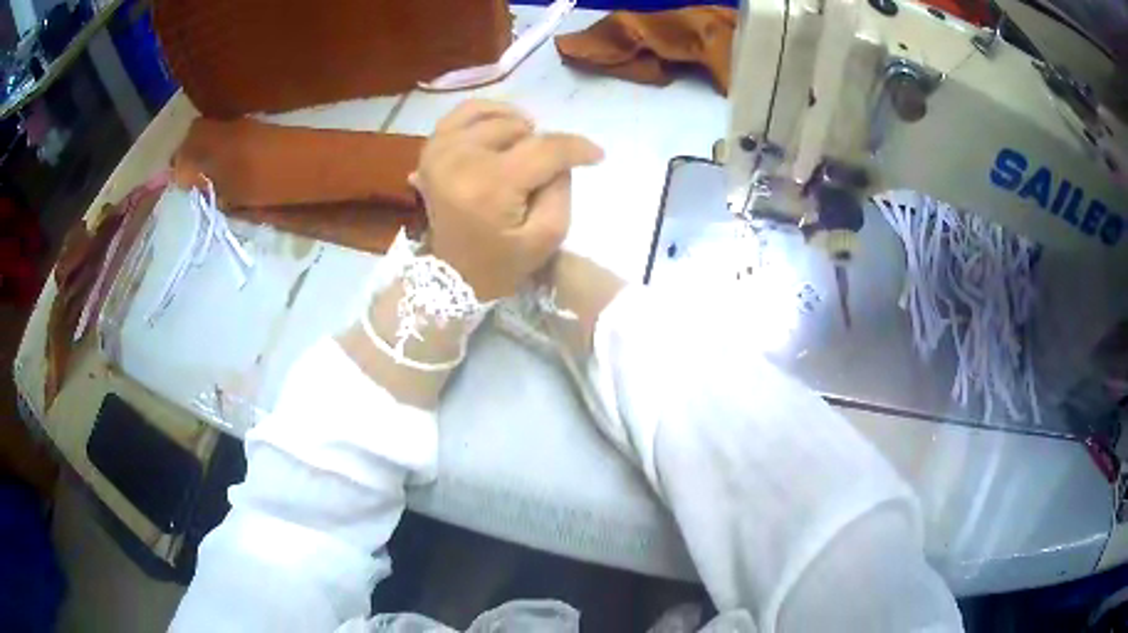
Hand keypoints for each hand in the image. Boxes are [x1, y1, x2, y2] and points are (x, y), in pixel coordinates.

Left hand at [412, 100, 603, 299]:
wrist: (452, 275)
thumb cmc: (502, 262)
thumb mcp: (546, 237)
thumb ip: (561, 190)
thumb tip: (560, 157)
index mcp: (489, 186)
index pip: (544, 149)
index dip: (577, 148)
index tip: (596, 155)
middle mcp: (460, 159)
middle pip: (519, 129)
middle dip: (541, 145)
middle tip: (544, 171)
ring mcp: (441, 150)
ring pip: (494, 116)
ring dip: (517, 129)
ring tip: (526, 148)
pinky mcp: (432, 148)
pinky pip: (464, 111)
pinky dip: (488, 113)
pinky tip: (502, 128)